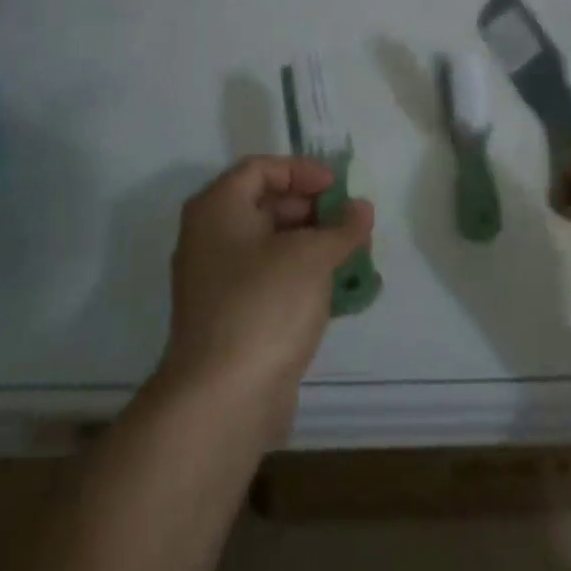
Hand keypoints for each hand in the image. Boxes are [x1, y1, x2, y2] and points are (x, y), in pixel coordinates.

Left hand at [158, 157, 374, 442]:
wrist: (222, 401)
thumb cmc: (265, 305)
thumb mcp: (312, 256)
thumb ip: (342, 227)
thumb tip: (361, 209)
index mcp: (217, 208)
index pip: (261, 169)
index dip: (302, 171)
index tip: (338, 187)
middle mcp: (208, 237)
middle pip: (264, 204)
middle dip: (312, 210)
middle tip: (350, 222)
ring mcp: (215, 280)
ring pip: (268, 245)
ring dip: (311, 244)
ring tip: (351, 254)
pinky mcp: (228, 317)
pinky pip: (267, 279)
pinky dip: (298, 276)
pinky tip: (333, 289)